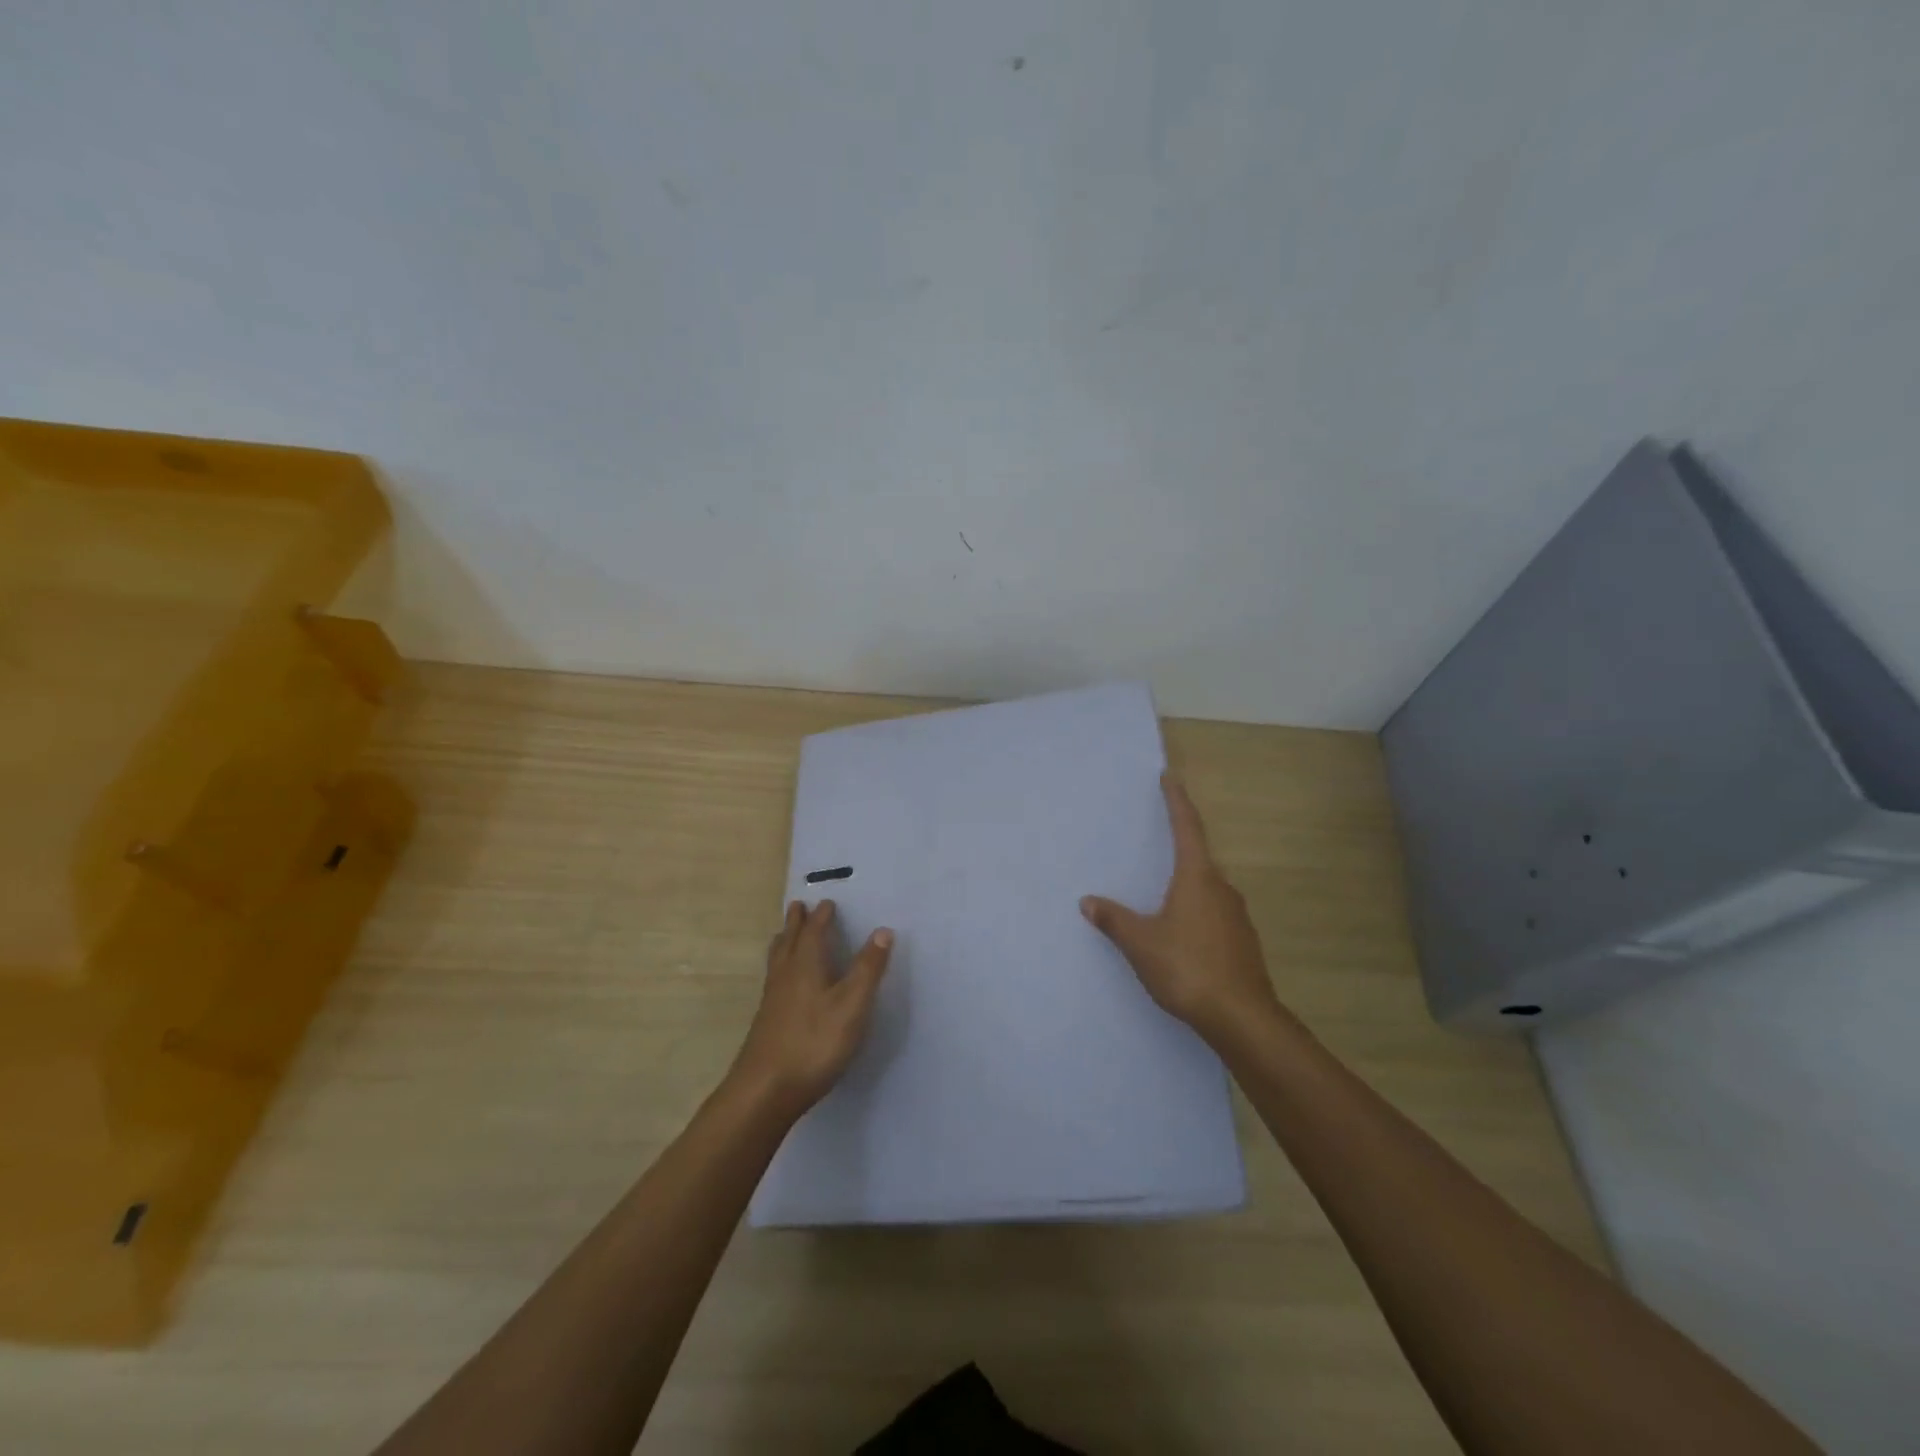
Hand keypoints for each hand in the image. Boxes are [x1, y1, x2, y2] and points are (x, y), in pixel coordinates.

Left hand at [730, 900, 892, 1118]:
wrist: (766, 1089)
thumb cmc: (814, 1042)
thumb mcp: (852, 1005)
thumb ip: (868, 969)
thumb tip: (883, 930)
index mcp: (807, 965)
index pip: (814, 931)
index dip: (822, 916)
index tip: (827, 902)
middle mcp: (786, 975)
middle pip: (790, 940)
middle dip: (796, 922)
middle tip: (798, 906)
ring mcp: (773, 999)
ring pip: (777, 959)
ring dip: (784, 941)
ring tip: (784, 934)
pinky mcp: (767, 1020)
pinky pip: (774, 978)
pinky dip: (780, 965)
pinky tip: (783, 982)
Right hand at [1081, 773, 1282, 1048]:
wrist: (1241, 1018)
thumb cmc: (1188, 968)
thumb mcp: (1141, 943)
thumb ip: (1114, 920)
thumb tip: (1088, 902)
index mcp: (1198, 878)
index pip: (1187, 828)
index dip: (1177, 801)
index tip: (1170, 778)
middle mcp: (1222, 888)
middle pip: (1199, 857)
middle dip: (1179, 846)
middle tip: (1157, 839)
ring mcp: (1237, 916)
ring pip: (1207, 888)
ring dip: (1187, 883)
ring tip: (1162, 892)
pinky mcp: (1242, 941)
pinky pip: (1214, 912)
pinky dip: (1196, 910)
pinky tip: (1181, 931)